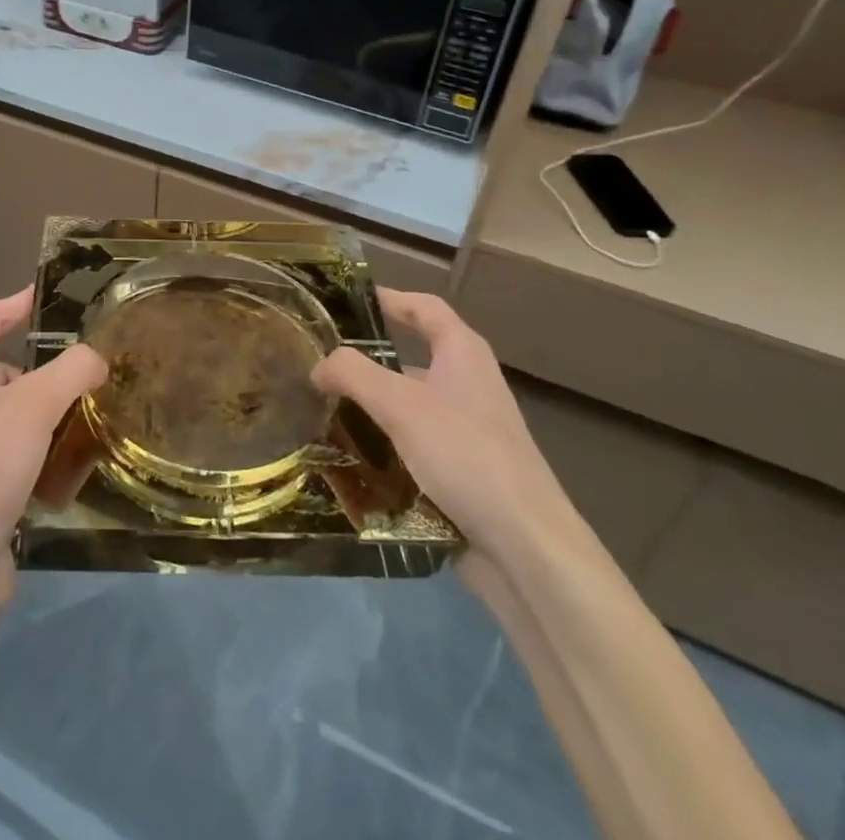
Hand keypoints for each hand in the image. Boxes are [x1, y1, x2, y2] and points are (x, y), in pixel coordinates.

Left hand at [0, 289, 105, 593]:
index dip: (19, 300)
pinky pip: (15, 445)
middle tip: (92, 365)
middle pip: (5, 363)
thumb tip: (97, 360)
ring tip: (93, 411)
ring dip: (49, 407)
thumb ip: (73, 369)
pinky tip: (74, 458)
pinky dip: (42, 444)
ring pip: (14, 407)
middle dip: (47, 364)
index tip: (55, 295)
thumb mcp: (36, 404)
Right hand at [312, 288, 577, 558]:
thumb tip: (319, 365)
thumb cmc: (465, 455)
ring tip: (322, 413)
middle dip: (367, 360)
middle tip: (319, 364)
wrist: (525, 547)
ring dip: (371, 407)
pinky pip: (414, 444)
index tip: (346, 302)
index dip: (389, 298)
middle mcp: (468, 383)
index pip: (424, 307)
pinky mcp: (462, 470)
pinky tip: (350, 458)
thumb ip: (354, 374)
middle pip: (412, 357)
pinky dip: (384, 445)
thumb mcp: (400, 405)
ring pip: (409, 405)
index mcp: (463, 353)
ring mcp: (468, 429)